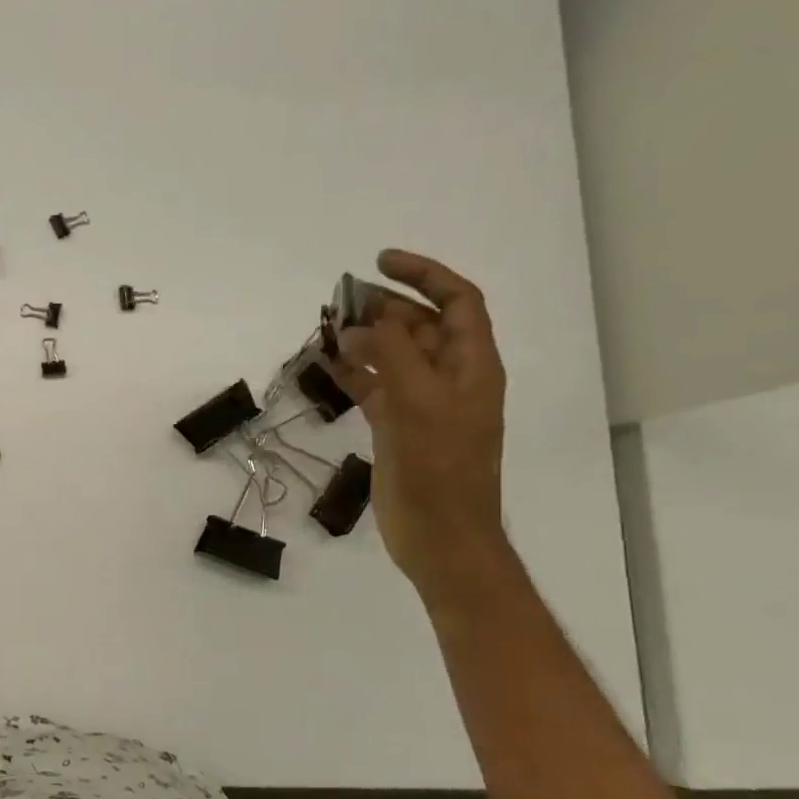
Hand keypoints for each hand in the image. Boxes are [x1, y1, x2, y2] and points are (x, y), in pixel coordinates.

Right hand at [327, 251, 510, 601]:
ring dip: (363, 339)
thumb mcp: (419, 401)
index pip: (457, 301)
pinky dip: (353, 372)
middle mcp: (450, 377)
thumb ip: (393, 352)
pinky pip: (375, 387)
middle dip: (383, 307)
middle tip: (340, 300)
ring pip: (392, 356)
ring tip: (327, 328)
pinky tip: (327, 365)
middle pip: (419, 325)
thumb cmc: (439, 469)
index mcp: (472, 365)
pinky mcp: (398, 427)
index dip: (423, 274)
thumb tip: (364, 321)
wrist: (441, 536)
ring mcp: (422, 403)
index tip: (380, 262)